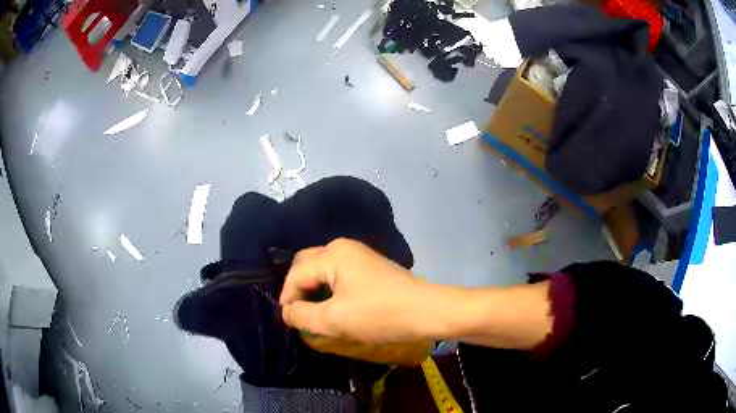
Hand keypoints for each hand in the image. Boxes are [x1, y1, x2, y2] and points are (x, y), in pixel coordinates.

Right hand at [280, 238, 424, 343]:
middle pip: (306, 264)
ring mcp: (359, 254)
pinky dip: (329, 287)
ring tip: (312, 311)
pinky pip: (338, 272)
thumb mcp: (334, 320)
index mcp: (332, 254)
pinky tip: (333, 304)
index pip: (296, 274)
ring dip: (313, 288)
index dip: (287, 298)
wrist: (427, 311)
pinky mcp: (370, 266)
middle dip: (297, 288)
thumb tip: (286, 311)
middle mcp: (343, 247)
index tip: (288, 321)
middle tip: (297, 313)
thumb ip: (302, 316)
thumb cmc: (379, 315)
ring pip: (322, 268)